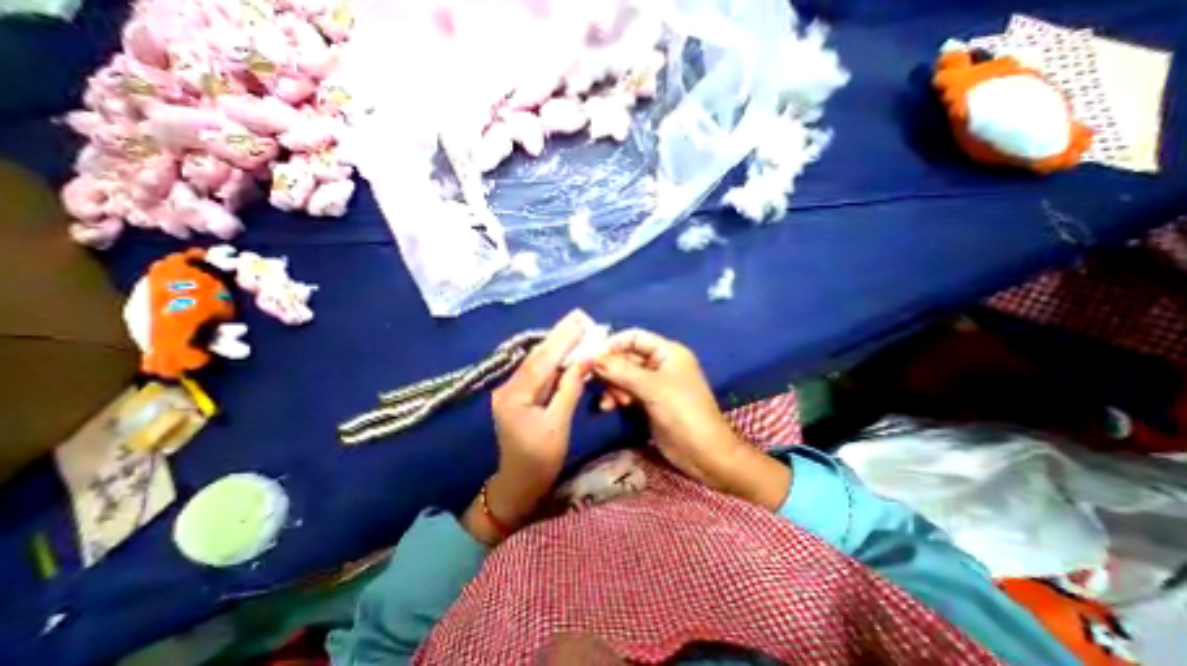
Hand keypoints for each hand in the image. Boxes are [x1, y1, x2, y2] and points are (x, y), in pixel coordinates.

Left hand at [462, 308, 592, 544]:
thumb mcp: (559, 426)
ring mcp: (512, 390)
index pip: (542, 360)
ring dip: (557, 343)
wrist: (518, 485)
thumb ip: (569, 389)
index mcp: (515, 396)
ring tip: (575, 326)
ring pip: (538, 361)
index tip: (581, 321)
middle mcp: (509, 387)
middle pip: (537, 356)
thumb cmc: (540, 460)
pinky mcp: (519, 395)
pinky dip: (554, 358)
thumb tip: (585, 360)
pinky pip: (538, 371)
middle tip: (580, 316)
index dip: (562, 340)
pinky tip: (564, 347)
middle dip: (559, 335)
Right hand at [590, 327, 786, 510]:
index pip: (635, 337)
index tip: (593, 356)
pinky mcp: (649, 403)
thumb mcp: (651, 387)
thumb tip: (593, 358)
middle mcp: (660, 364)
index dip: (614, 344)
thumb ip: (621, 371)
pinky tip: (609, 408)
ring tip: (610, 401)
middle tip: (595, 381)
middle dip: (611, 369)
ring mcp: (654, 385)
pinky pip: (626, 393)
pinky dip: (616, 398)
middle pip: (627, 357)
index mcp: (667, 352)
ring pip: (624, 377)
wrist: (704, 452)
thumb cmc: (682, 411)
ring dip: (613, 386)